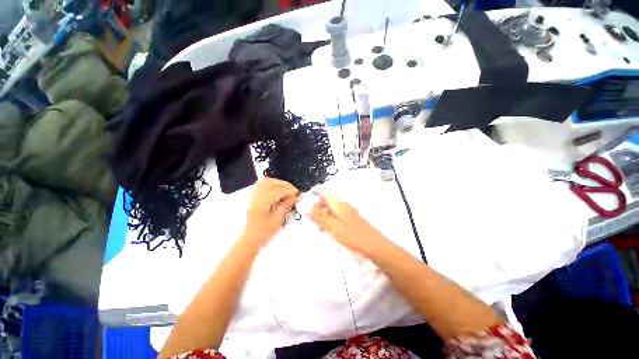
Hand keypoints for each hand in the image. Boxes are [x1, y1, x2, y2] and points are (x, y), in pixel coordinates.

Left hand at [243, 177, 299, 246]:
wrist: (251, 239)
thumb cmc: (264, 232)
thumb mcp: (277, 220)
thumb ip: (285, 206)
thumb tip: (294, 196)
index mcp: (262, 202)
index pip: (278, 191)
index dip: (289, 190)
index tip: (297, 192)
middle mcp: (256, 197)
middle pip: (271, 183)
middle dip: (284, 185)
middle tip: (293, 190)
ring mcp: (253, 197)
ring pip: (264, 182)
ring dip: (276, 182)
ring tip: (285, 188)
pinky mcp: (253, 199)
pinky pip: (259, 185)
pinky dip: (268, 184)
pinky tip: (274, 187)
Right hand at [308, 191, 387, 253]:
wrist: (373, 245)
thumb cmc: (352, 235)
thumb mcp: (333, 227)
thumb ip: (319, 218)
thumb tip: (307, 210)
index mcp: (339, 205)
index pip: (325, 194)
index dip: (317, 194)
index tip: (310, 202)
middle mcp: (344, 206)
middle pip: (328, 202)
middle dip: (319, 209)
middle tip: (314, 221)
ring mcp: (349, 213)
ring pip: (332, 211)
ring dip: (324, 217)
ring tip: (321, 229)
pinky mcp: (352, 220)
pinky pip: (338, 217)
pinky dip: (331, 221)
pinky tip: (330, 231)